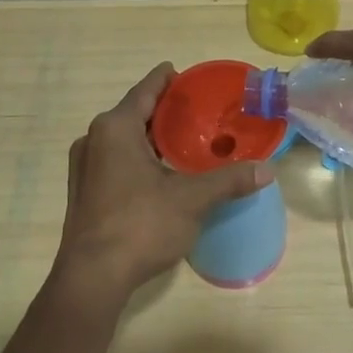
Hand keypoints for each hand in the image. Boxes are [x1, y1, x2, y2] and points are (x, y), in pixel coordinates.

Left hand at [54, 63, 272, 301]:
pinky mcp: (83, 191)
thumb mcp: (192, 199)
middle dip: (164, 111)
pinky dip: (138, 156)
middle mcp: (93, 139)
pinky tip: (161, 171)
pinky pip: (115, 159)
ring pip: (123, 138)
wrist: (92, 278)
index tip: (187, 75)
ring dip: (150, 136)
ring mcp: (84, 167)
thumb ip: (229, 180)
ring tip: (184, 139)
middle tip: (197, 110)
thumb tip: (268, 169)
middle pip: (134, 113)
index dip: (168, 79)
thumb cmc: (140, 225)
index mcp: (116, 128)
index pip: (146, 90)